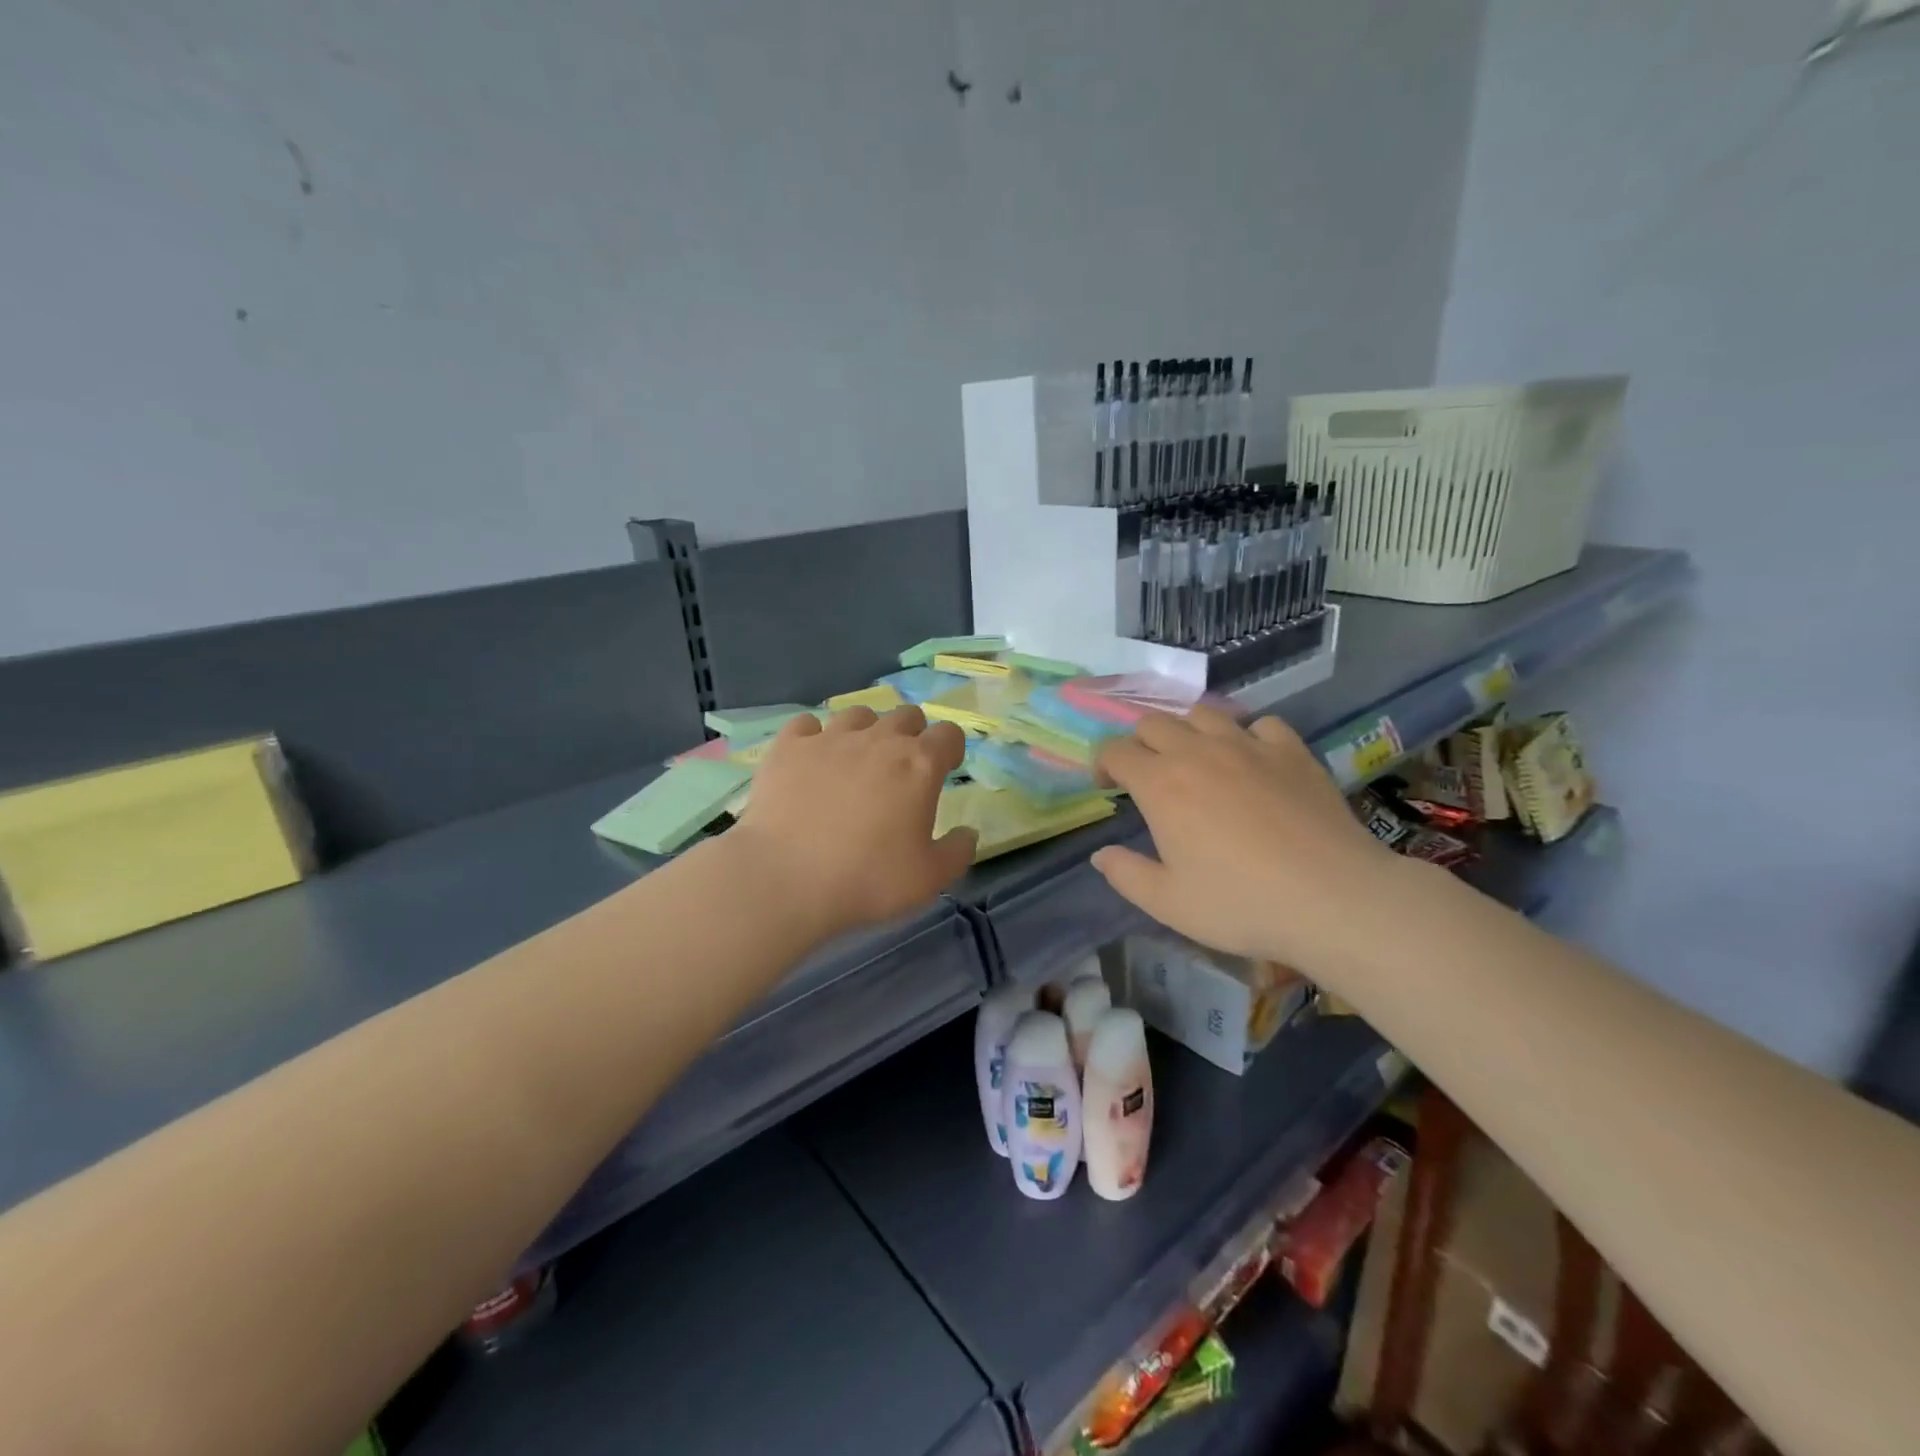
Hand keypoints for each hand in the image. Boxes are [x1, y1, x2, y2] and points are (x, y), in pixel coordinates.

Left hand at [726, 705, 976, 937]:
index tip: (945, 770)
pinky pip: (807, 724)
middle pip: (906, 715)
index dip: (950, 749)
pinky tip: (811, 760)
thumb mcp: (929, 879)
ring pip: (859, 714)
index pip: (948, 734)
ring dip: (866, 731)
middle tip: (901, 770)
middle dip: (911, 735)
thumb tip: (967, 833)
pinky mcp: (789, 746)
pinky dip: (814, 737)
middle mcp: (878, 740)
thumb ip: (957, 852)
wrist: (785, 879)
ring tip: (856, 762)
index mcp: (919, 765)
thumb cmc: (867, 879)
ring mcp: (830, 738)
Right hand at [1092, 708, 1402, 969]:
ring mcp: (1248, 746)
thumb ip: (1126, 875)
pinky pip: (1260, 724)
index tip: (1108, 787)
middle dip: (1140, 744)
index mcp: (1161, 785)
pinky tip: (1253, 762)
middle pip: (1154, 722)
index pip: (1116, 751)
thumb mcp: (1168, 903)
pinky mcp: (1291, 751)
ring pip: (1203, 714)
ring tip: (1196, 762)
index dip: (1103, 764)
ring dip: (1188, 732)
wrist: (1333, 899)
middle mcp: (1198, 752)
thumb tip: (1100, 854)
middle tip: (1148, 777)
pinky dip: (1247, 736)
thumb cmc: (1241, 904)